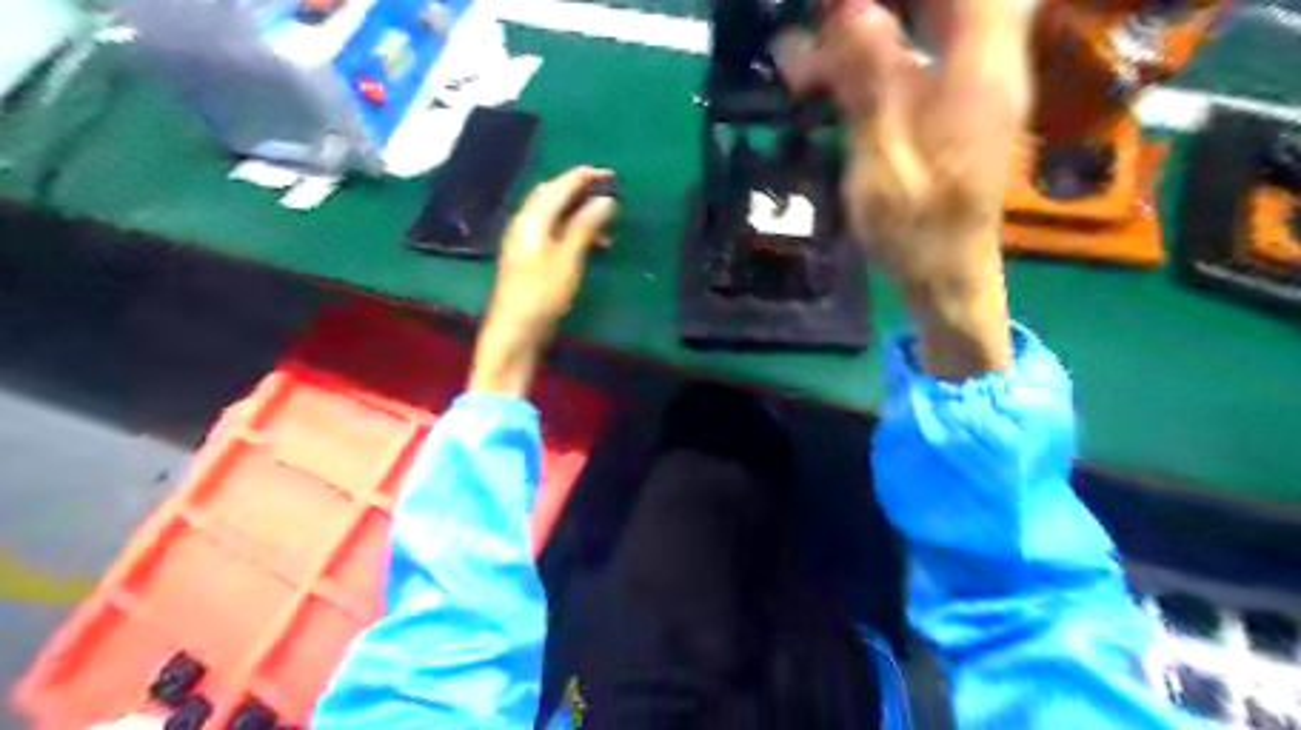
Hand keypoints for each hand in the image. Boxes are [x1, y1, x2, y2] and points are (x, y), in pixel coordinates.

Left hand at [471, 166, 616, 397]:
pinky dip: (572, 231)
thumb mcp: (567, 259)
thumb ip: (584, 226)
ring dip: (578, 213)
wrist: (514, 333)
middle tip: (608, 194)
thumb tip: (605, 200)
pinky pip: (553, 233)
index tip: (611, 175)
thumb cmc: (541, 295)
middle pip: (552, 196)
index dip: (584, 177)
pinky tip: (587, 243)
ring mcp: (524, 243)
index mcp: (531, 220)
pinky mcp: (529, 260)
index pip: (558, 186)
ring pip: (553, 216)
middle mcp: (524, 225)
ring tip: (605, 224)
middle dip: (580, 191)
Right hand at [775, 0, 1032, 378]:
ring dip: (879, 20)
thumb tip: (853, 11)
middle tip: (828, 17)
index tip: (842, 0)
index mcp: (979, 74)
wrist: (948, 274)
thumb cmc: (914, 232)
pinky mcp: (958, 102)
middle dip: (885, 2)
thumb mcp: (882, 165)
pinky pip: (927, 51)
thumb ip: (871, 87)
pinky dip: (881, 49)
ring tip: (819, 39)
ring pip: (941, 16)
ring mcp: (977, 82)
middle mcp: (990, 63)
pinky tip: (831, 69)